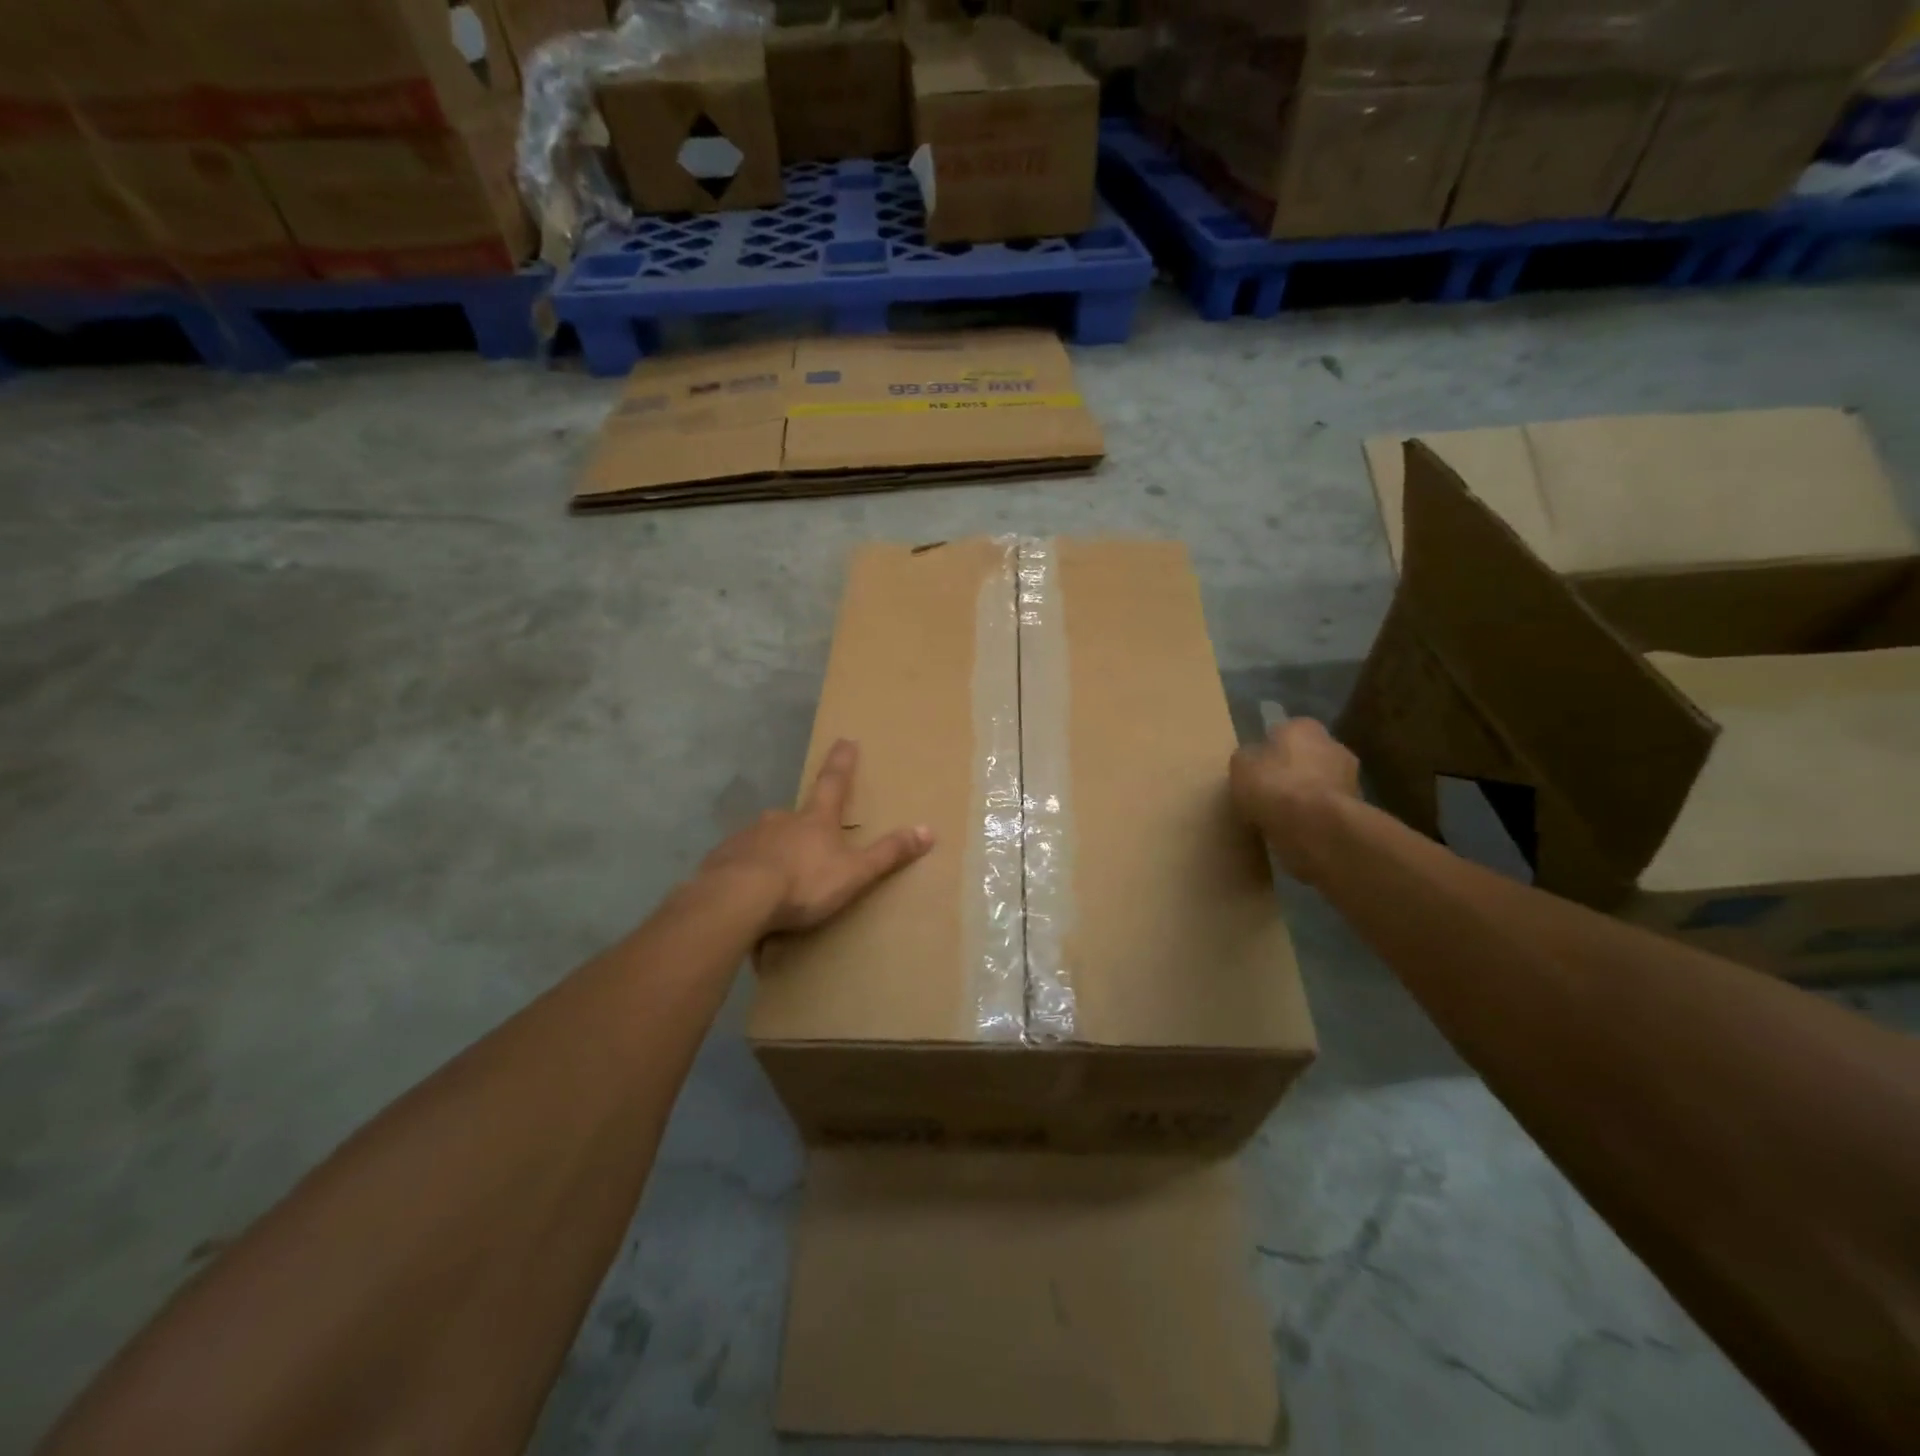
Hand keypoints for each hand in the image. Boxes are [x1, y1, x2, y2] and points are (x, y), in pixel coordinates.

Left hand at [700, 739, 934, 932]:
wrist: (736, 899)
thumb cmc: (803, 883)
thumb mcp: (854, 873)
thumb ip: (888, 854)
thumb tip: (928, 830)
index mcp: (815, 820)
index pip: (834, 783)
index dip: (842, 762)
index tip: (846, 739)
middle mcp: (780, 819)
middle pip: (796, 815)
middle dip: (803, 825)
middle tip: (807, 844)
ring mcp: (748, 836)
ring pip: (766, 839)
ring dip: (774, 851)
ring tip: (778, 877)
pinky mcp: (723, 858)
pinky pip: (741, 861)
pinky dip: (749, 870)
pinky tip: (750, 891)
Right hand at [1229, 717, 1359, 884]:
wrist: (1318, 826)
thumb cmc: (1275, 786)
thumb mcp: (1240, 767)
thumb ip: (1247, 759)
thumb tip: (1252, 760)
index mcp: (1303, 726)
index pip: (1282, 732)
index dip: (1266, 751)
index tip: (1254, 771)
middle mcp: (1333, 744)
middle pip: (1304, 758)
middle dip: (1289, 773)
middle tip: (1266, 794)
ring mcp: (1350, 776)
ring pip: (1317, 784)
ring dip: (1304, 796)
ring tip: (1280, 818)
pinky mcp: (1357, 808)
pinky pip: (1326, 809)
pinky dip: (1313, 817)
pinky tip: (1296, 831)